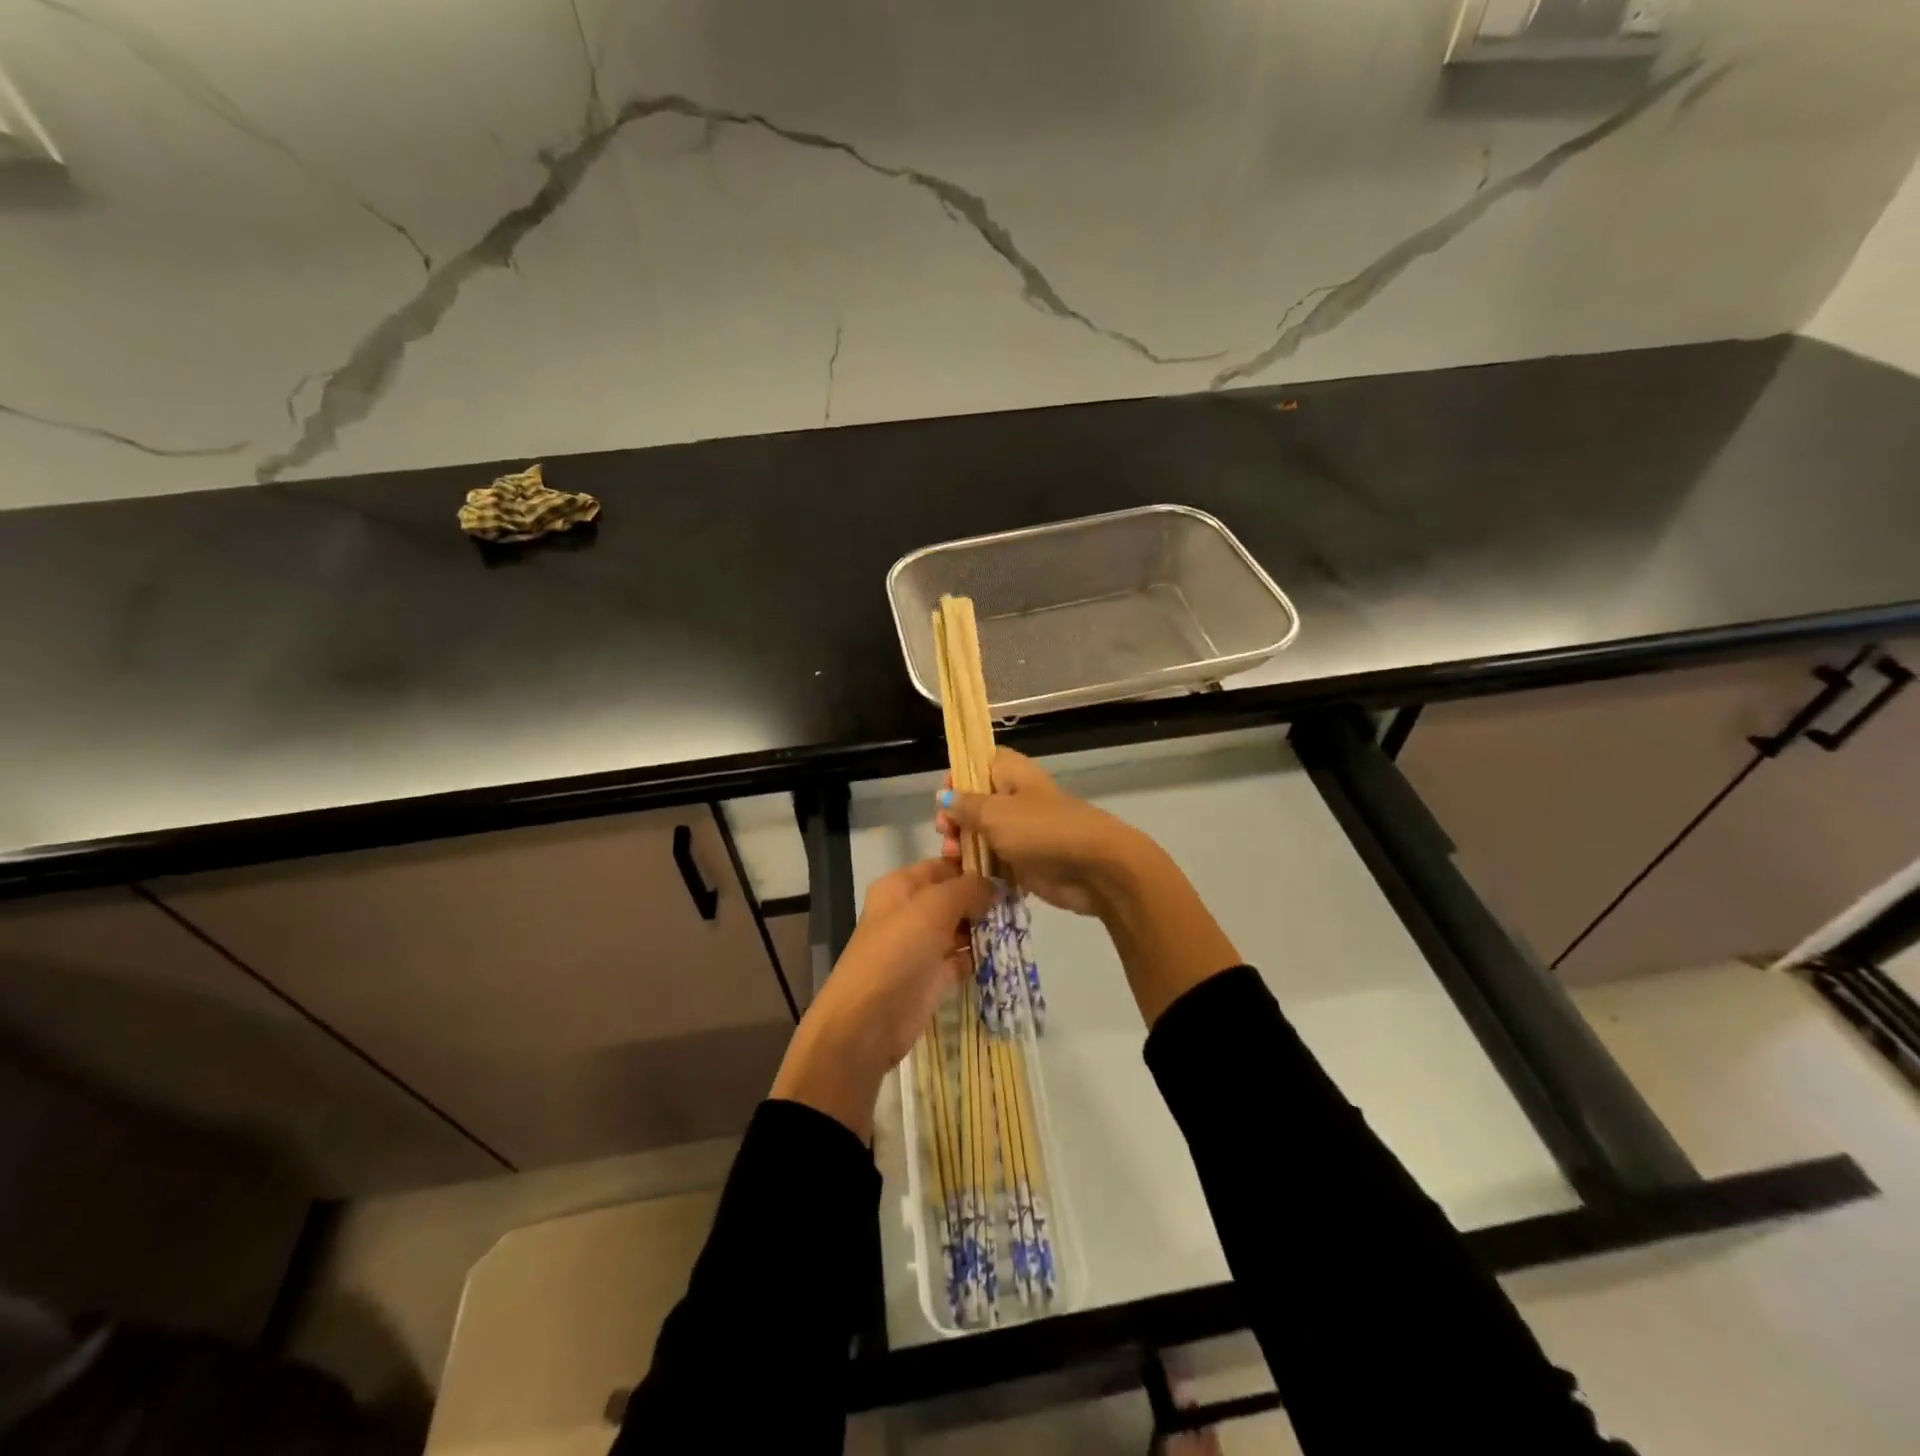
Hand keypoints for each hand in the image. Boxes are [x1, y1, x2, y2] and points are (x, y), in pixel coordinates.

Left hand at [770, 859, 991, 1139]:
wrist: (867, 1022)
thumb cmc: (897, 951)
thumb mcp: (933, 908)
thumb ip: (967, 889)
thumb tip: (996, 883)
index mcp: (900, 887)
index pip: (942, 866)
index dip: (973, 866)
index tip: (1011, 869)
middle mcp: (910, 912)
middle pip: (953, 897)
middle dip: (984, 899)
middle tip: (1021, 900)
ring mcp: (920, 946)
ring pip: (959, 928)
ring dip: (985, 927)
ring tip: (1019, 923)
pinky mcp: (931, 977)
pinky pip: (961, 959)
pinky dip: (979, 956)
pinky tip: (1005, 952)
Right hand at [936, 748, 1151, 916]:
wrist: (1095, 868)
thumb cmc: (1041, 830)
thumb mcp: (995, 813)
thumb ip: (965, 805)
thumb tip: (945, 796)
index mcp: (1012, 774)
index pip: (979, 762)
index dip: (959, 775)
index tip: (943, 795)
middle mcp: (1016, 798)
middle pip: (977, 801)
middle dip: (956, 817)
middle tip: (945, 832)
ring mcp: (1022, 831)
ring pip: (983, 833)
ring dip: (964, 844)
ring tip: (953, 857)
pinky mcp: (1026, 861)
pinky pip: (995, 860)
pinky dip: (980, 867)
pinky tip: (965, 875)